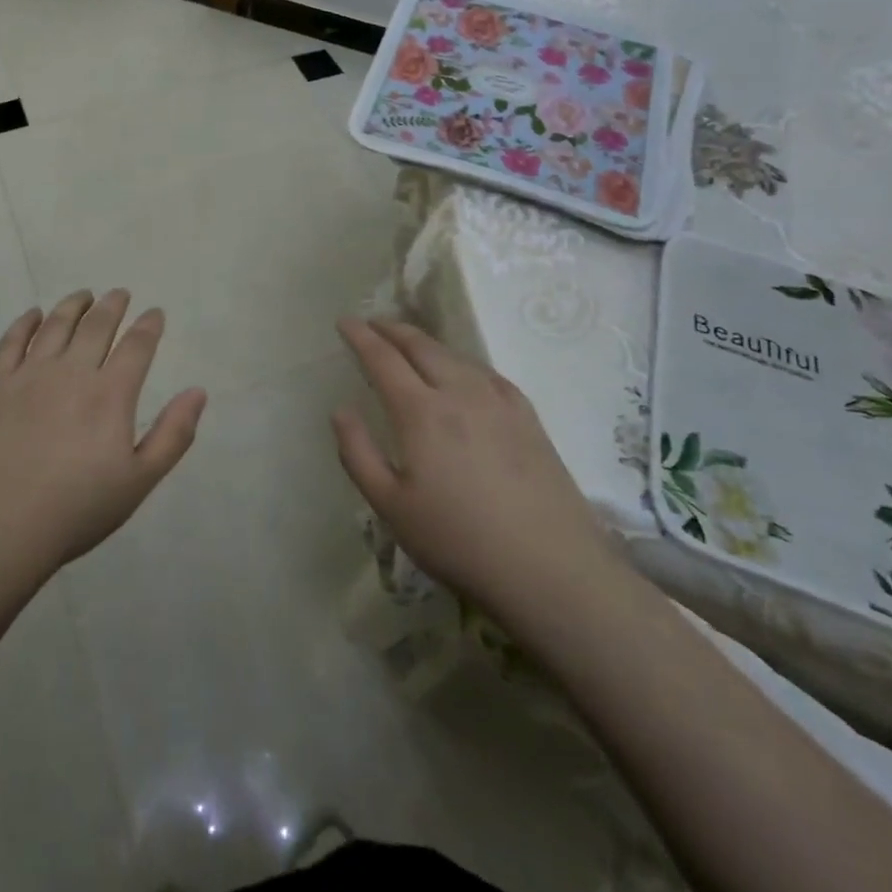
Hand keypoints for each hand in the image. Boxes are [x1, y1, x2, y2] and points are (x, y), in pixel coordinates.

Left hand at [0, 290, 206, 580]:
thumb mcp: (139, 481)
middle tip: (120, 293)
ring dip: (74, 305)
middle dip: (112, 306)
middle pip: (96, 326)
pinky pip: (11, 341)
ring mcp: (28, 375)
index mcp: (110, 395)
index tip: (155, 312)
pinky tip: (34, 315)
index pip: (136, 346)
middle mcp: (71, 372)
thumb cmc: (75, 510)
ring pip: (56, 325)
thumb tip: (198, 391)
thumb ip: (173, 434)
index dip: (149, 325)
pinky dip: (26, 322)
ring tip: (84, 295)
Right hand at [332, 317, 623, 638]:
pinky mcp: (528, 418)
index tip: (344, 321)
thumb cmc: (458, 541)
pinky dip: (462, 361)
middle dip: (392, 329)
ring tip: (410, 342)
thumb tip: (340, 410)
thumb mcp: (390, 506)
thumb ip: (358, 453)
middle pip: (420, 346)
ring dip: (425, 342)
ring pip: (455, 355)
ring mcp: (499, 402)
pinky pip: (487, 373)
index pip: (382, 358)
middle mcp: (458, 393)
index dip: (360, 336)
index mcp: (420, 412)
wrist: (551, 570)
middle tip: (373, 323)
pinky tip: (463, 372)